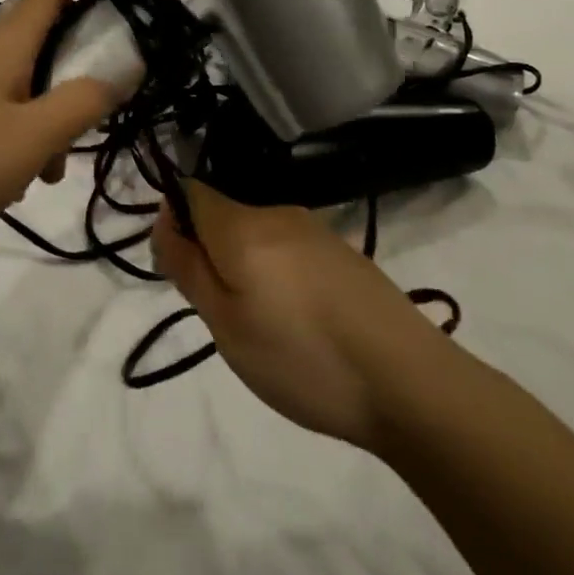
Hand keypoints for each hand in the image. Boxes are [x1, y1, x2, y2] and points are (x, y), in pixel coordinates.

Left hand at [0, 0, 118, 258]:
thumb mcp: (32, 139)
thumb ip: (81, 104)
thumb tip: (117, 73)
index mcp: (1, 46)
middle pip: (34, 44)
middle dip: (67, 76)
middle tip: (86, 121)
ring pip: (13, 83)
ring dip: (40, 116)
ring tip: (43, 172)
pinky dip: (11, 130)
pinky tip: (7, 177)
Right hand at [153, 181, 451, 451]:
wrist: (409, 381)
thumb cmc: (302, 357)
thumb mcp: (226, 324)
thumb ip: (189, 267)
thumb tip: (164, 222)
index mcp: (242, 224)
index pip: (190, 192)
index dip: (174, 222)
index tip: (180, 271)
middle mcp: (278, 213)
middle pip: (225, 216)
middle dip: (211, 254)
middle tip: (224, 316)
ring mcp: (317, 231)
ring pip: (258, 237)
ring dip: (247, 269)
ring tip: (267, 329)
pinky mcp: (344, 254)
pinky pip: (291, 251)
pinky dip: (280, 277)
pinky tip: (303, 324)